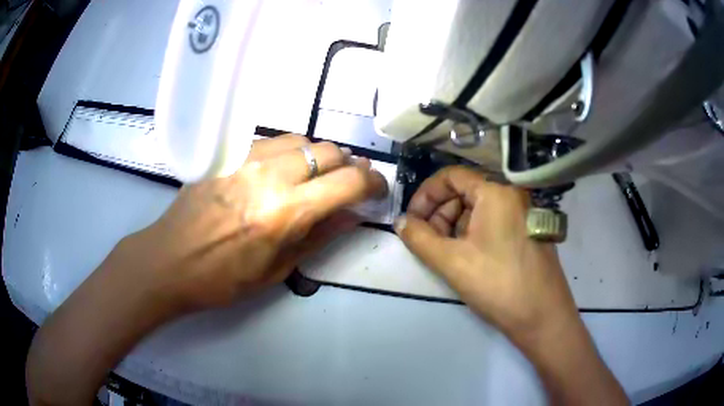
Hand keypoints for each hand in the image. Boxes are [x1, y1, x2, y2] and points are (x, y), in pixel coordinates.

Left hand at [118, 134, 386, 312]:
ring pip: (302, 139)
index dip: (372, 182)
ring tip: (316, 176)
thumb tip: (354, 214)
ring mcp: (246, 158)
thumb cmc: (223, 278)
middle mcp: (269, 175)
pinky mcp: (228, 153)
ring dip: (319, 156)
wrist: (170, 260)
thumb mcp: (279, 268)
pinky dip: (290, 152)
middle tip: (348, 184)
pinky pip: (272, 141)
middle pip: (328, 150)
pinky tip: (282, 171)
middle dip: (348, 166)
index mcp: (285, 212)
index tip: (378, 188)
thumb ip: (321, 234)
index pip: (347, 182)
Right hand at [394, 166, 576, 341]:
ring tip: (445, 253)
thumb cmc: (498, 285)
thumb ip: (420, 238)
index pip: (451, 176)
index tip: (412, 220)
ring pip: (479, 208)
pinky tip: (467, 256)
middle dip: (439, 213)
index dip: (426, 195)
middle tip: (427, 241)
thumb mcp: (452, 262)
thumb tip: (400, 222)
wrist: (542, 316)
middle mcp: (512, 195)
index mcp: (496, 193)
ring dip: (455, 225)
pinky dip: (473, 233)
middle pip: (465, 191)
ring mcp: (523, 213)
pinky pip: (494, 221)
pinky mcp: (528, 231)